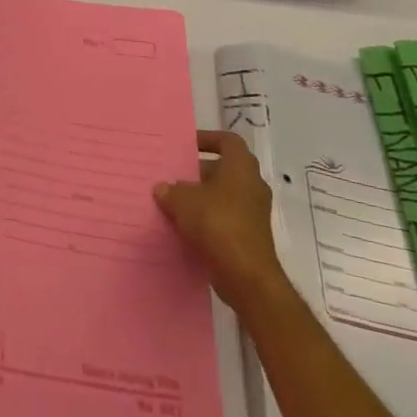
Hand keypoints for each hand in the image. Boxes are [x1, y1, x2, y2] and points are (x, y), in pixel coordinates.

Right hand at [155, 130, 285, 310]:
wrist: (247, 277)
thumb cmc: (217, 224)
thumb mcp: (184, 202)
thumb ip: (171, 191)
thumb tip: (162, 188)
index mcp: (241, 167)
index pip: (228, 141)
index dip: (208, 139)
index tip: (187, 146)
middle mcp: (252, 185)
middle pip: (225, 168)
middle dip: (200, 172)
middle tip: (176, 175)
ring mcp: (254, 213)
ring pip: (225, 195)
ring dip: (203, 197)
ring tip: (176, 202)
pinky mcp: (251, 236)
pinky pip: (227, 218)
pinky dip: (209, 219)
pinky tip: (186, 228)